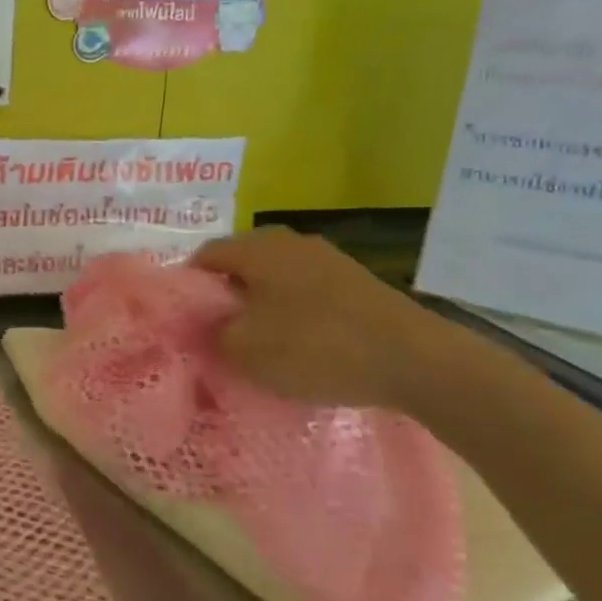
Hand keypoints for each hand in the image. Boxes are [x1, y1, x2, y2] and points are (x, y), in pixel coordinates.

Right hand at [193, 228, 456, 412]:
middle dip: (226, 298)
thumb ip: (211, 334)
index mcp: (256, 247)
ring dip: (262, 306)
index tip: (187, 323)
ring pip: (275, 279)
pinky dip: (295, 313)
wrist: (414, 359)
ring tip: (260, 344)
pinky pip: (307, 292)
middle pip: (241, 265)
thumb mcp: (244, 350)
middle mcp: (289, 241)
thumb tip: (204, 327)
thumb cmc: (315, 347)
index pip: (204, 256)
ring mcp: (327, 258)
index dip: (188, 288)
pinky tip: (302, 345)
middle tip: (220, 335)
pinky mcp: (356, 282)